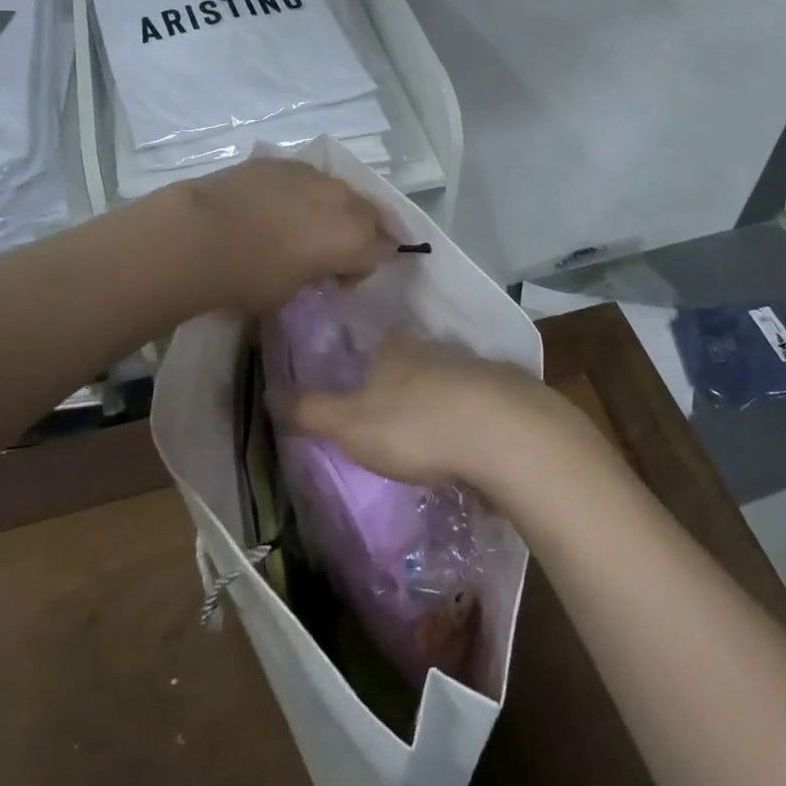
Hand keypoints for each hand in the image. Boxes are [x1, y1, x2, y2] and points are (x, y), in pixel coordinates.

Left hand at [168, 158, 395, 314]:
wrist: (198, 234)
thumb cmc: (248, 277)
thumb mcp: (291, 293)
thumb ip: (315, 275)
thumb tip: (312, 266)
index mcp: (352, 238)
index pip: (379, 251)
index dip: (359, 269)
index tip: (335, 281)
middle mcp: (340, 200)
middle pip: (366, 213)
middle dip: (355, 233)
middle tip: (326, 253)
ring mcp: (310, 174)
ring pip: (336, 190)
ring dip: (329, 209)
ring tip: (298, 226)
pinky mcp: (280, 161)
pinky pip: (304, 177)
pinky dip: (298, 192)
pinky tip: (271, 207)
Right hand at [294, 332, 592, 491]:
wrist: (503, 435)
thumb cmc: (415, 425)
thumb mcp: (351, 425)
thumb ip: (313, 411)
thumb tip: (269, 392)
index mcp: (400, 351)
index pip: (387, 341)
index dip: (379, 355)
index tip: (374, 375)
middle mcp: (442, 350)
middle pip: (424, 357)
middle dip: (416, 377)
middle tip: (405, 409)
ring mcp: (483, 369)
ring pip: (461, 378)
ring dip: (452, 398)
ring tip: (443, 431)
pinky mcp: (516, 396)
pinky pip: (494, 403)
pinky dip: (486, 418)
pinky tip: (483, 444)